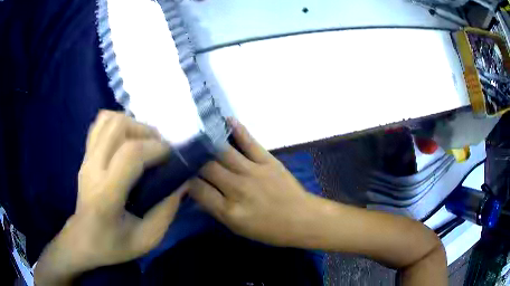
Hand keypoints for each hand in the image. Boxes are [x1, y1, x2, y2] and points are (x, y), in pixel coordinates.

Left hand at [35, 111, 186, 284]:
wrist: (83, 240)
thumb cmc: (113, 244)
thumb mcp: (147, 239)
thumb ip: (167, 211)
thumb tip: (182, 182)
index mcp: (107, 194)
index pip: (131, 154)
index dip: (156, 148)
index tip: (172, 156)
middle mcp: (93, 168)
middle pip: (118, 126)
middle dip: (145, 131)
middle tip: (159, 148)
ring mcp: (87, 159)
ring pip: (108, 120)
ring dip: (132, 124)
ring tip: (144, 142)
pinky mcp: (85, 155)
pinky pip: (100, 124)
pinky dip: (117, 124)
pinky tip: (127, 139)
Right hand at [190, 118, 322, 246]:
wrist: (302, 219)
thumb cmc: (269, 229)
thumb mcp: (238, 228)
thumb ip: (216, 210)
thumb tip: (198, 193)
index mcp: (229, 211)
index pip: (198, 190)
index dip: (188, 182)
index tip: (185, 178)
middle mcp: (237, 189)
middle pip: (207, 168)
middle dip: (196, 163)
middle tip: (191, 158)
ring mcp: (253, 172)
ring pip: (223, 153)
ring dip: (209, 145)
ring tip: (199, 137)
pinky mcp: (268, 161)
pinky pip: (250, 142)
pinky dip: (238, 130)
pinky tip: (227, 120)